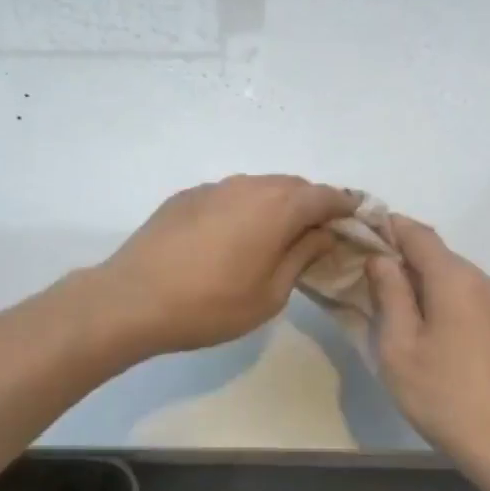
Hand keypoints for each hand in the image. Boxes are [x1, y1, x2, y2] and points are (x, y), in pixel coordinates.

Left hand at [93, 176, 358, 356]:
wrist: (133, 299)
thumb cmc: (211, 304)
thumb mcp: (271, 294)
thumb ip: (302, 256)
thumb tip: (321, 234)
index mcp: (278, 207)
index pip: (326, 196)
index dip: (346, 206)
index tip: (357, 220)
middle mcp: (249, 185)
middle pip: (293, 186)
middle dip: (312, 204)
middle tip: (319, 233)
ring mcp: (214, 187)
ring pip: (259, 187)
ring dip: (277, 205)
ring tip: (278, 235)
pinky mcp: (187, 196)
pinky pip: (229, 195)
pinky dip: (244, 208)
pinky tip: (233, 237)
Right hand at [367, 217, 489, 490]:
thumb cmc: (446, 396)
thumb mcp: (400, 348)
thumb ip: (390, 295)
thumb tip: (382, 259)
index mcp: (456, 280)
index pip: (419, 234)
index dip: (390, 227)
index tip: (363, 231)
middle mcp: (487, 284)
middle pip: (441, 258)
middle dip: (407, 262)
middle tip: (373, 281)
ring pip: (460, 282)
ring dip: (430, 287)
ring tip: (404, 315)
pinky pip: (477, 304)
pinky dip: (452, 307)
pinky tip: (440, 340)